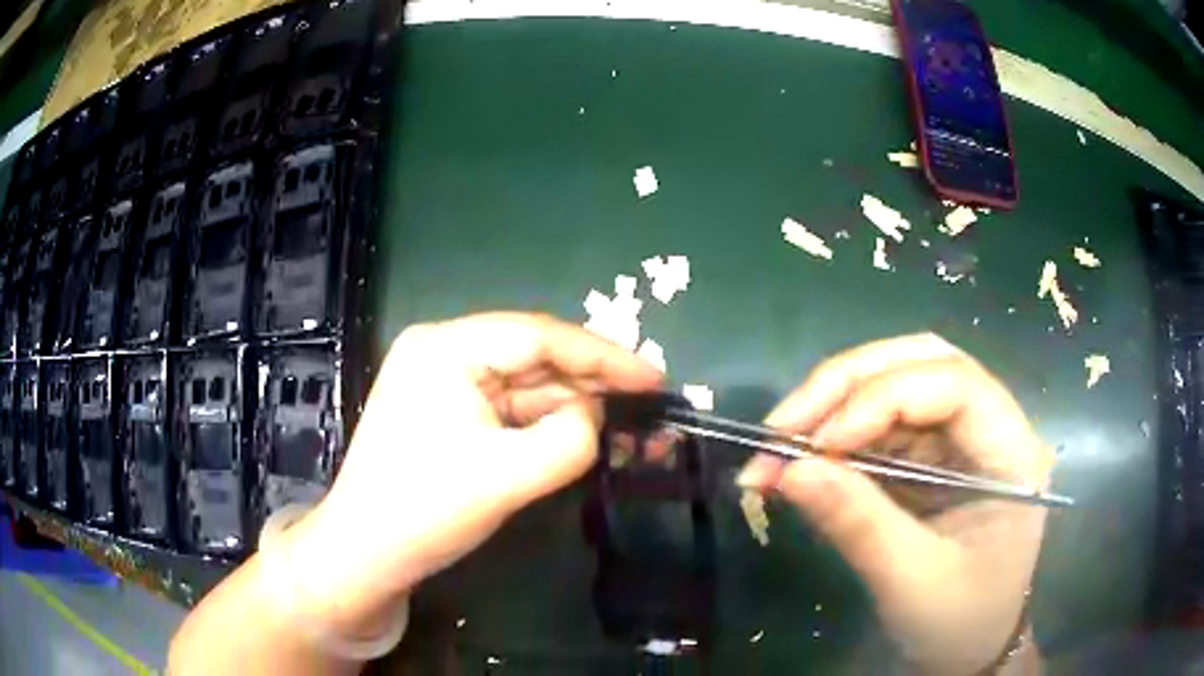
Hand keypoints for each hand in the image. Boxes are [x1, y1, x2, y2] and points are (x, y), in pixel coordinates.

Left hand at [280, 312, 662, 639]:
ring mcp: (441, 382)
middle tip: (646, 408)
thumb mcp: (506, 477)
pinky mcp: (446, 413)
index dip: (603, 355)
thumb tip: (593, 419)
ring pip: (523, 386)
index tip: (655, 377)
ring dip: (571, 410)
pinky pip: (507, 410)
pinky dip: (544, 426)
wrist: (365, 555)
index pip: (538, 336)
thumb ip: (568, 439)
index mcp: (445, 348)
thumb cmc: (425, 511)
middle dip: (590, 386)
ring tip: (624, 432)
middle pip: (532, 357)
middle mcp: (441, 352)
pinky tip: (579, 441)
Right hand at [738, 334, 1052, 674]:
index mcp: (1012, 450)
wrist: (968, 647)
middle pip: (921, 362)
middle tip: (782, 425)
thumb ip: (858, 524)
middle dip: (847, 384)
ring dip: (830, 405)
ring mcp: (958, 436)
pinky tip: (797, 457)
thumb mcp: (911, 581)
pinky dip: (832, 434)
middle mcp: (990, 425)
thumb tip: (787, 470)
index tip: (817, 445)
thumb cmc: (958, 620)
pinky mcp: (929, 454)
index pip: (954, 384)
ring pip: (894, 382)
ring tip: (777, 442)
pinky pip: (878, 423)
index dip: (882, 398)